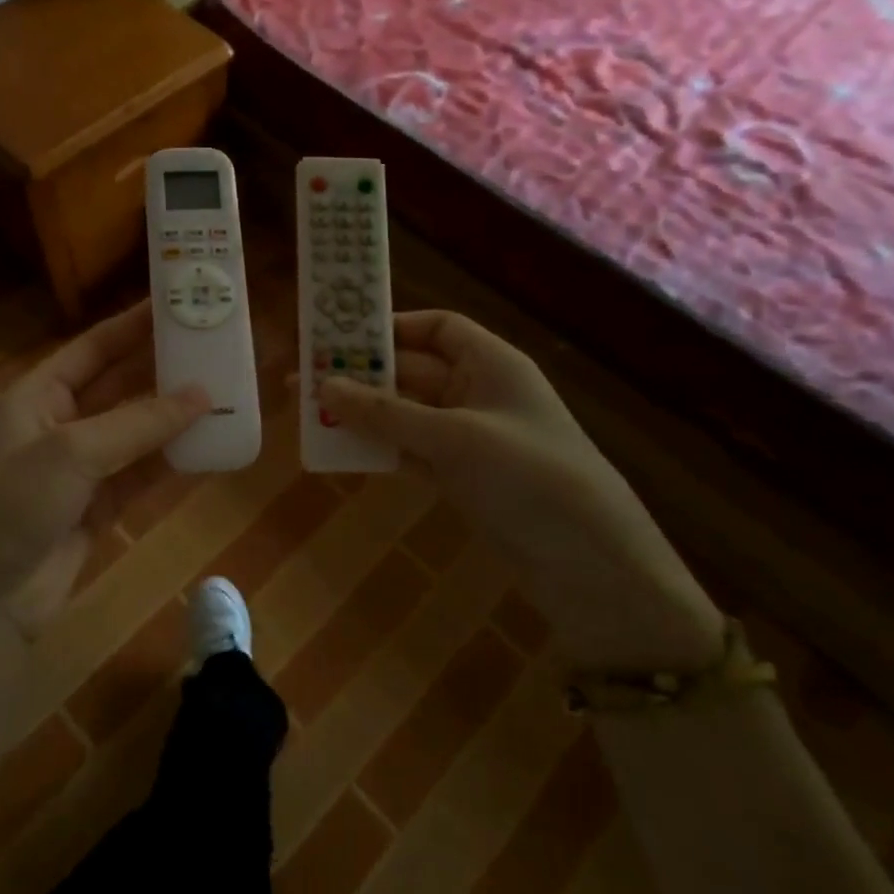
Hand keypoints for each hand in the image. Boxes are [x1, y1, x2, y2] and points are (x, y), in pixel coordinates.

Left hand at [0, 300, 209, 635]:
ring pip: (137, 433)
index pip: (93, 348)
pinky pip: (142, 475)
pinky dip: (172, 463)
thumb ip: (139, 423)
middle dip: (163, 371)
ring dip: (175, 418)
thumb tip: (202, 395)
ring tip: (225, 395)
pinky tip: (209, 448)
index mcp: (38, 395)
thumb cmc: (12, 504)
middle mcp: (60, 425)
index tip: (177, 305)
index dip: (133, 326)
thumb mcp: (71, 452)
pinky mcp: (99, 508)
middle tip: (214, 351)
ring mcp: (81, 470)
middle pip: (120, 387)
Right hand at [318, 311, 723, 671]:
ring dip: (364, 415)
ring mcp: (469, 439)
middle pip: (413, 372)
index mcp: (491, 364)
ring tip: (310, 415)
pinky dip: (380, 450)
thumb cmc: (528, 476)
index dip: (392, 328)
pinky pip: (410, 452)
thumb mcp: (454, 438)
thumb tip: (322, 385)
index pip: (438, 329)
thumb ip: (386, 413)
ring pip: (406, 415)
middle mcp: (479, 394)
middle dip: (363, 375)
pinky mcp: (461, 479)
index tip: (342, 337)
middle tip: (304, 380)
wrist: (589, 564)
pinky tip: (341, 452)